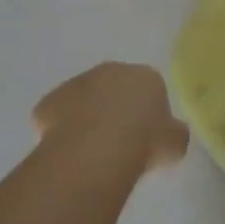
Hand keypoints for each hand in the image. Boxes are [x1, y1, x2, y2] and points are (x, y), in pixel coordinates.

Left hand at [32, 63, 188, 182]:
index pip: (151, 89)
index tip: (146, 137)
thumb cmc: (144, 142)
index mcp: (146, 76)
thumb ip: (174, 134)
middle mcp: (110, 71)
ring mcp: (76, 83)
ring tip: (91, 152)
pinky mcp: (48, 101)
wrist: (96, 150)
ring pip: (83, 100)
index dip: (148, 114)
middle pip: (114, 89)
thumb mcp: (175, 143)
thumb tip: (171, 134)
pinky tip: (68, 153)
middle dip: (115, 109)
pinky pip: (57, 116)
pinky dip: (61, 130)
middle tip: (118, 142)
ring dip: (86, 118)